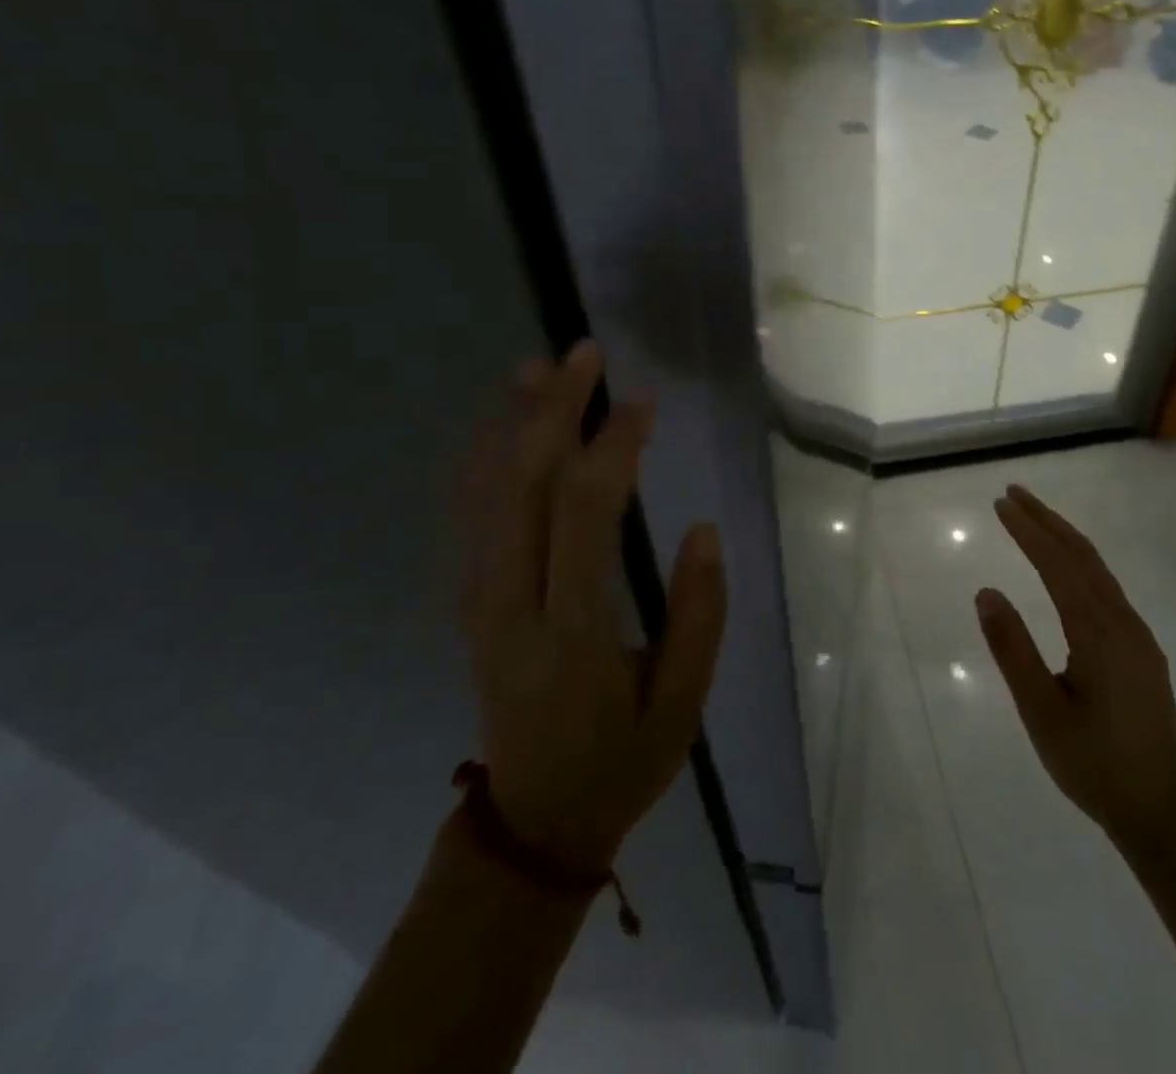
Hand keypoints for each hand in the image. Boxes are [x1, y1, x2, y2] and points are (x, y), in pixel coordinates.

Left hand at [462, 343, 726, 875]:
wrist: (530, 822)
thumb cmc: (620, 760)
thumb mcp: (682, 705)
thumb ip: (698, 616)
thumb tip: (704, 528)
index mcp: (569, 630)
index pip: (584, 513)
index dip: (613, 446)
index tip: (645, 402)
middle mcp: (511, 603)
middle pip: (521, 484)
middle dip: (553, 408)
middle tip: (586, 353)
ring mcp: (480, 601)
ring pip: (486, 491)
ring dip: (512, 421)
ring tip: (540, 367)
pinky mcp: (471, 601)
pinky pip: (471, 514)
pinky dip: (485, 458)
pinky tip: (505, 423)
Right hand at [975, 485, 1175, 857]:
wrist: (1162, 809)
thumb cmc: (1094, 765)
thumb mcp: (1041, 712)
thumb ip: (1013, 650)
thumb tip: (986, 592)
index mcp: (1099, 633)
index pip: (1058, 565)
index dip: (1028, 531)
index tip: (1000, 504)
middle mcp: (1123, 622)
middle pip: (1082, 555)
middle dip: (1047, 520)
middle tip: (1013, 493)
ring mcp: (1137, 634)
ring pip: (1098, 569)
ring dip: (1064, 537)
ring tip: (1033, 517)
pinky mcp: (1141, 648)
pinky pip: (1106, 587)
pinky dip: (1079, 562)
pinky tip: (1066, 566)